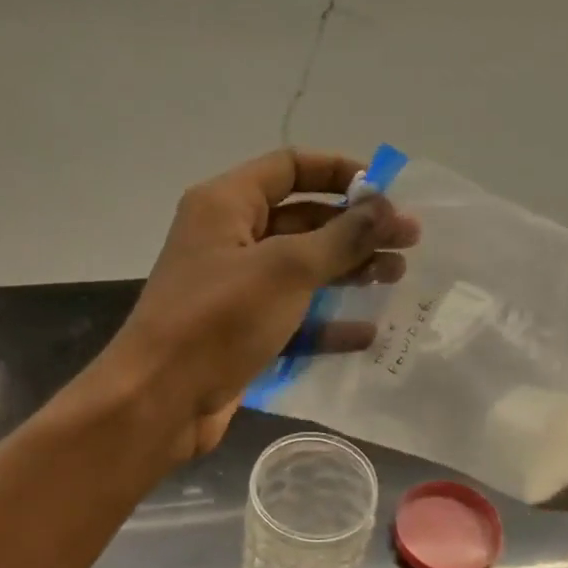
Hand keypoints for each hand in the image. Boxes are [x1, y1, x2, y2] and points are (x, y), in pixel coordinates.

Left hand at [101, 149, 418, 461]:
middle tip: (408, 242)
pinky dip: (327, 322)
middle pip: (302, 220)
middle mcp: (228, 240)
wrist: (160, 400)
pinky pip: (292, 317)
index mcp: (226, 205)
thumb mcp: (286, 269)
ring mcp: (234, 290)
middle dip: (354, 229)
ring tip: (396, 277)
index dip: (340, 172)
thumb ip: (341, 237)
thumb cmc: (219, 319)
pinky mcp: (241, 332)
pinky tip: (367, 333)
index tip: (387, 191)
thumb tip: (386, 207)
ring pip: (300, 270)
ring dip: (347, 271)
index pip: (290, 168)